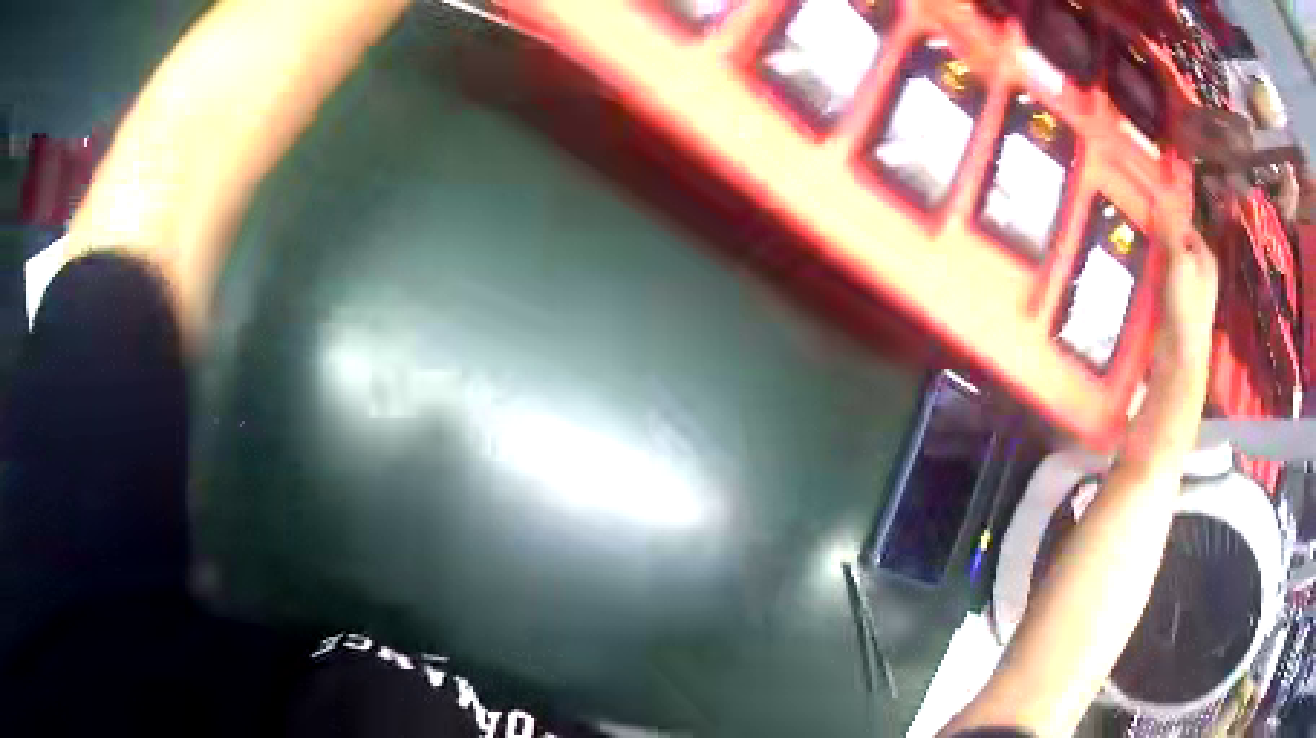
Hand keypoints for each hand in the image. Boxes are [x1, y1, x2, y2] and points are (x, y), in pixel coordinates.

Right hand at [1122, 228, 1218, 468]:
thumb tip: (1161, 194)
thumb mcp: (1179, 263)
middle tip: (1133, 226)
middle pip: (1176, 243)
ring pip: (1167, 262)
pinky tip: (1137, 274)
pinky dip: (1151, 275)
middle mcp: (1199, 272)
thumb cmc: (1186, 310)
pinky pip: (1162, 281)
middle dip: (1157, 235)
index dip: (1166, 214)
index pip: (1184, 223)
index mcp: (1205, 257)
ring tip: (1130, 246)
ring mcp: (1188, 292)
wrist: (1180, 361)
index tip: (1143, 206)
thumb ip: (1171, 230)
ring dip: (1152, 255)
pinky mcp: (1175, 309)